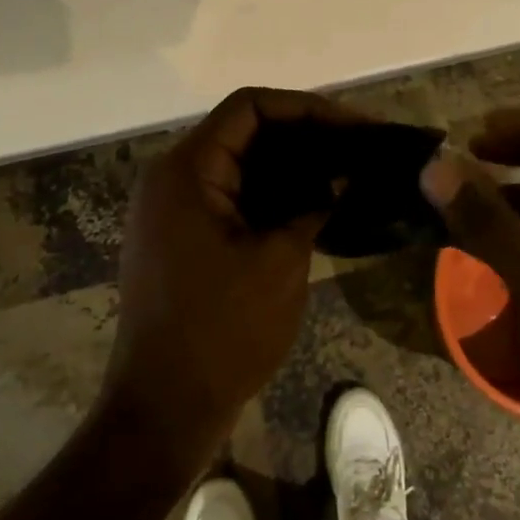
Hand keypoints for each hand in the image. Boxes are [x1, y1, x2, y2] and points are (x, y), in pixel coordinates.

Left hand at [100, 87, 368, 475]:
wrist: (162, 412)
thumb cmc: (222, 331)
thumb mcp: (280, 261)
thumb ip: (314, 203)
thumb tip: (344, 172)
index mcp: (188, 170)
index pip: (250, 107)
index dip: (306, 108)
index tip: (353, 126)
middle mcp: (173, 177)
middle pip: (245, 130)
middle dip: (305, 134)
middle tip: (358, 146)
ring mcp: (173, 208)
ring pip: (241, 163)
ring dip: (291, 164)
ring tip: (345, 170)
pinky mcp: (181, 236)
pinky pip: (232, 194)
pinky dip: (272, 193)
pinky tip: (314, 204)